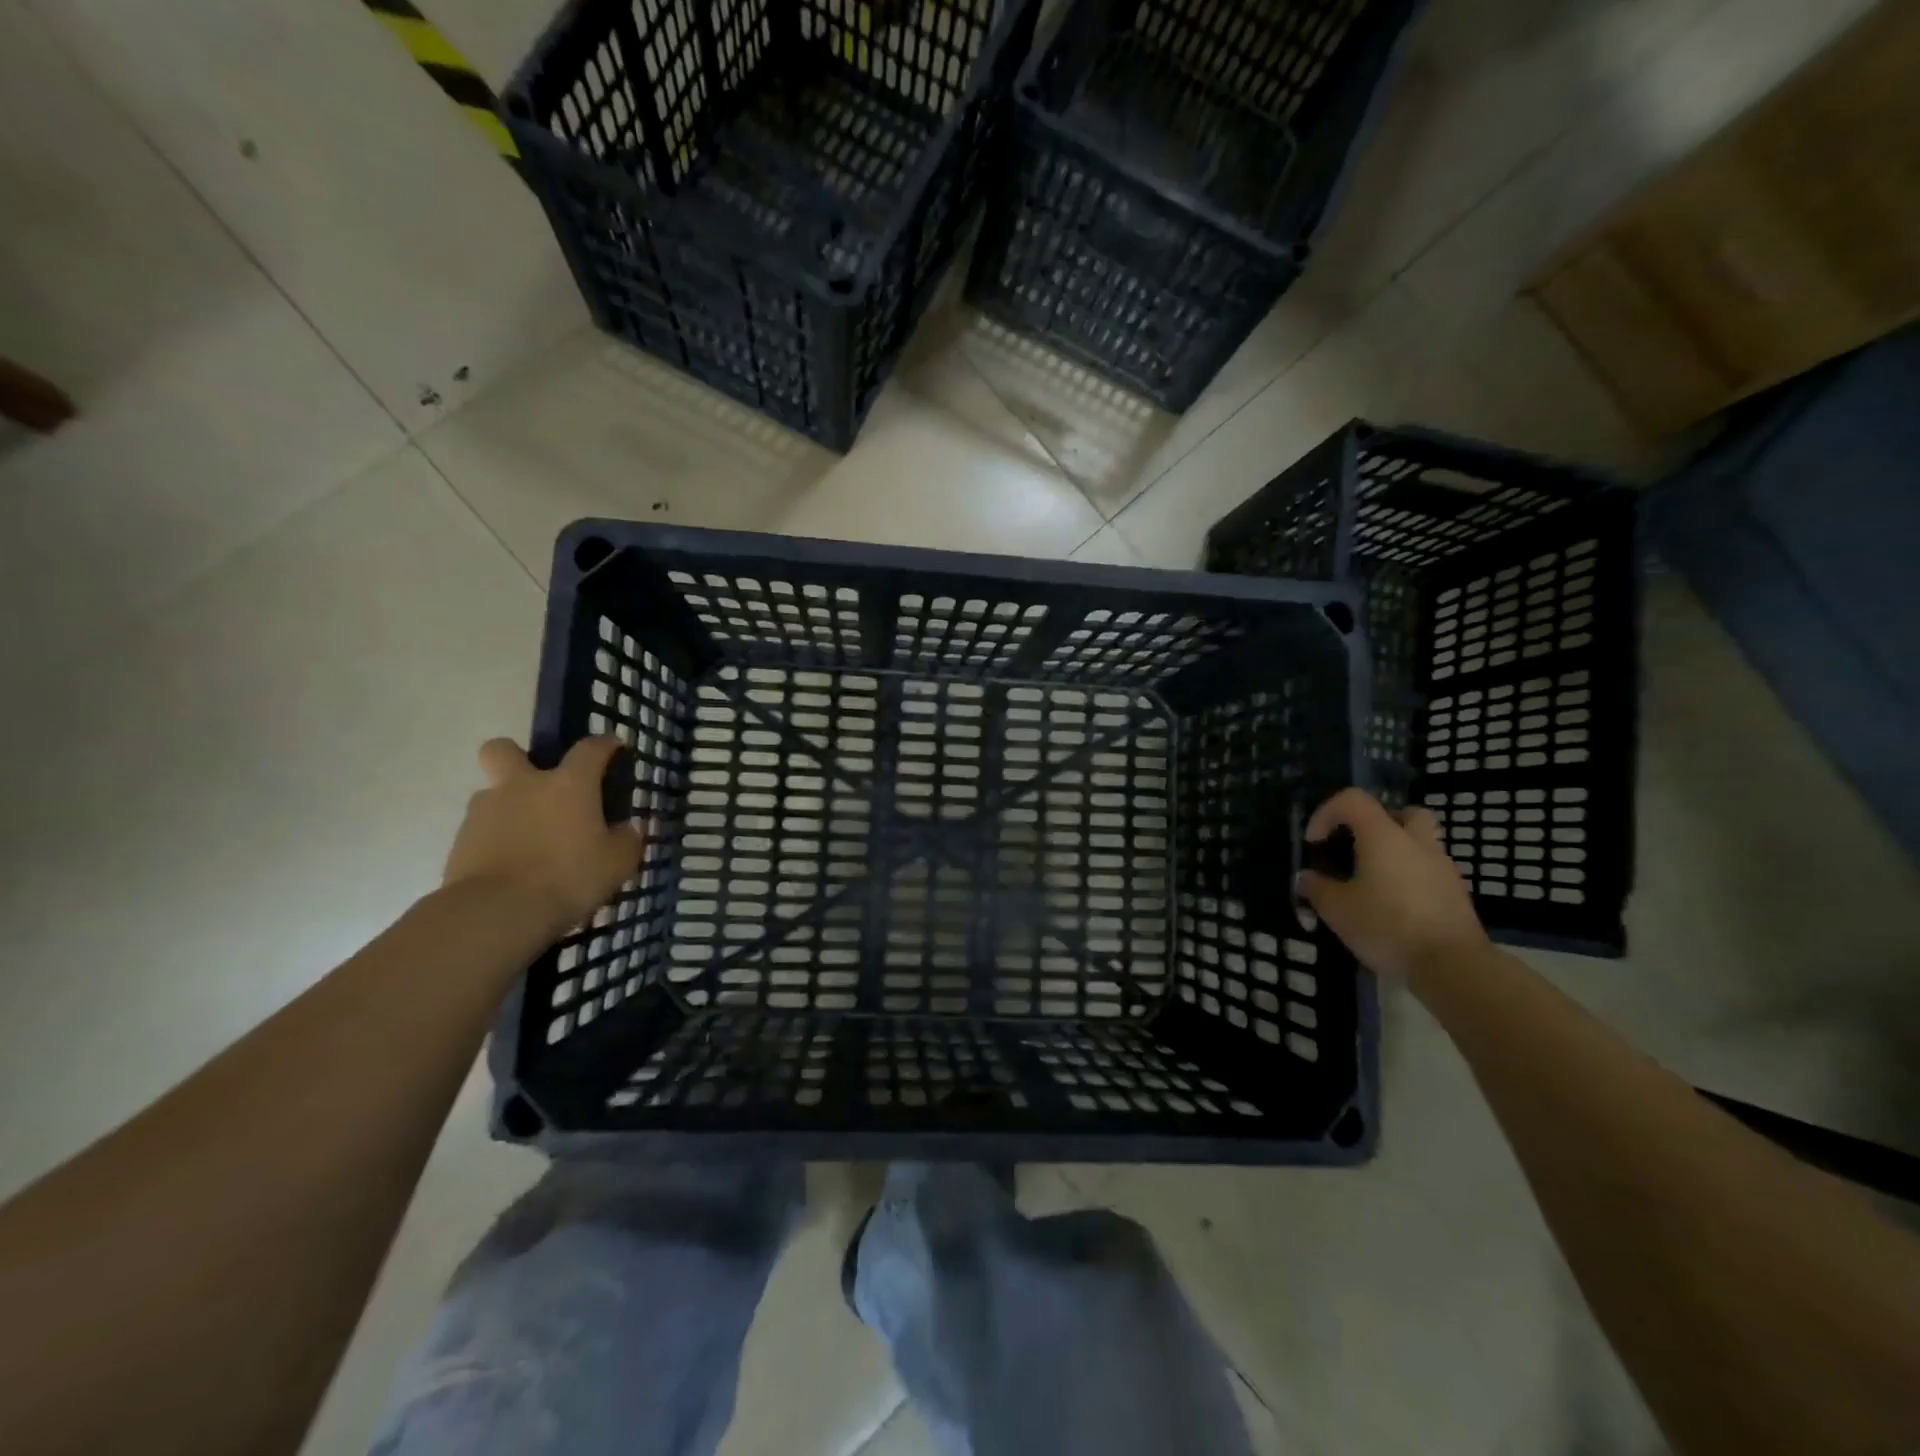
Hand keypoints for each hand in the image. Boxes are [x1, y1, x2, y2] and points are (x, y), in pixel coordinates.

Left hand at [443, 737, 643, 937]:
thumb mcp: (617, 863)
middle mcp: (523, 786)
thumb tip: (627, 829)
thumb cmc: (567, 877)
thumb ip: (626, 840)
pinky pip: (481, 829)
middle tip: (539, 784)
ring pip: (491, 793)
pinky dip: (496, 839)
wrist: (495, 912)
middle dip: (518, 757)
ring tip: (529, 839)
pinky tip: (512, 865)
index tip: (614, 748)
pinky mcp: (460, 841)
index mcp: (568, 784)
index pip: (590, 748)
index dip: (605, 744)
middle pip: (504, 749)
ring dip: (508, 806)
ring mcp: (485, 811)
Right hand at [1299, 788, 1488, 982]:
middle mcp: (1417, 843)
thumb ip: (1316, 888)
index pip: (1353, 800)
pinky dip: (1409, 878)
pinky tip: (1394, 907)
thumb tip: (1306, 878)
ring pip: (1419, 843)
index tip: (1315, 842)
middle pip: (1402, 812)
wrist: (1453, 967)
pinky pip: (1428, 871)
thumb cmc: (1388, 927)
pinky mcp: (1456, 895)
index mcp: (1384, 836)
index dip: (1326, 813)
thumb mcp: (1337, 910)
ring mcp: (1443, 868)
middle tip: (1357, 847)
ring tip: (1372, 882)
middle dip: (1377, 823)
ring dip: (1396, 853)